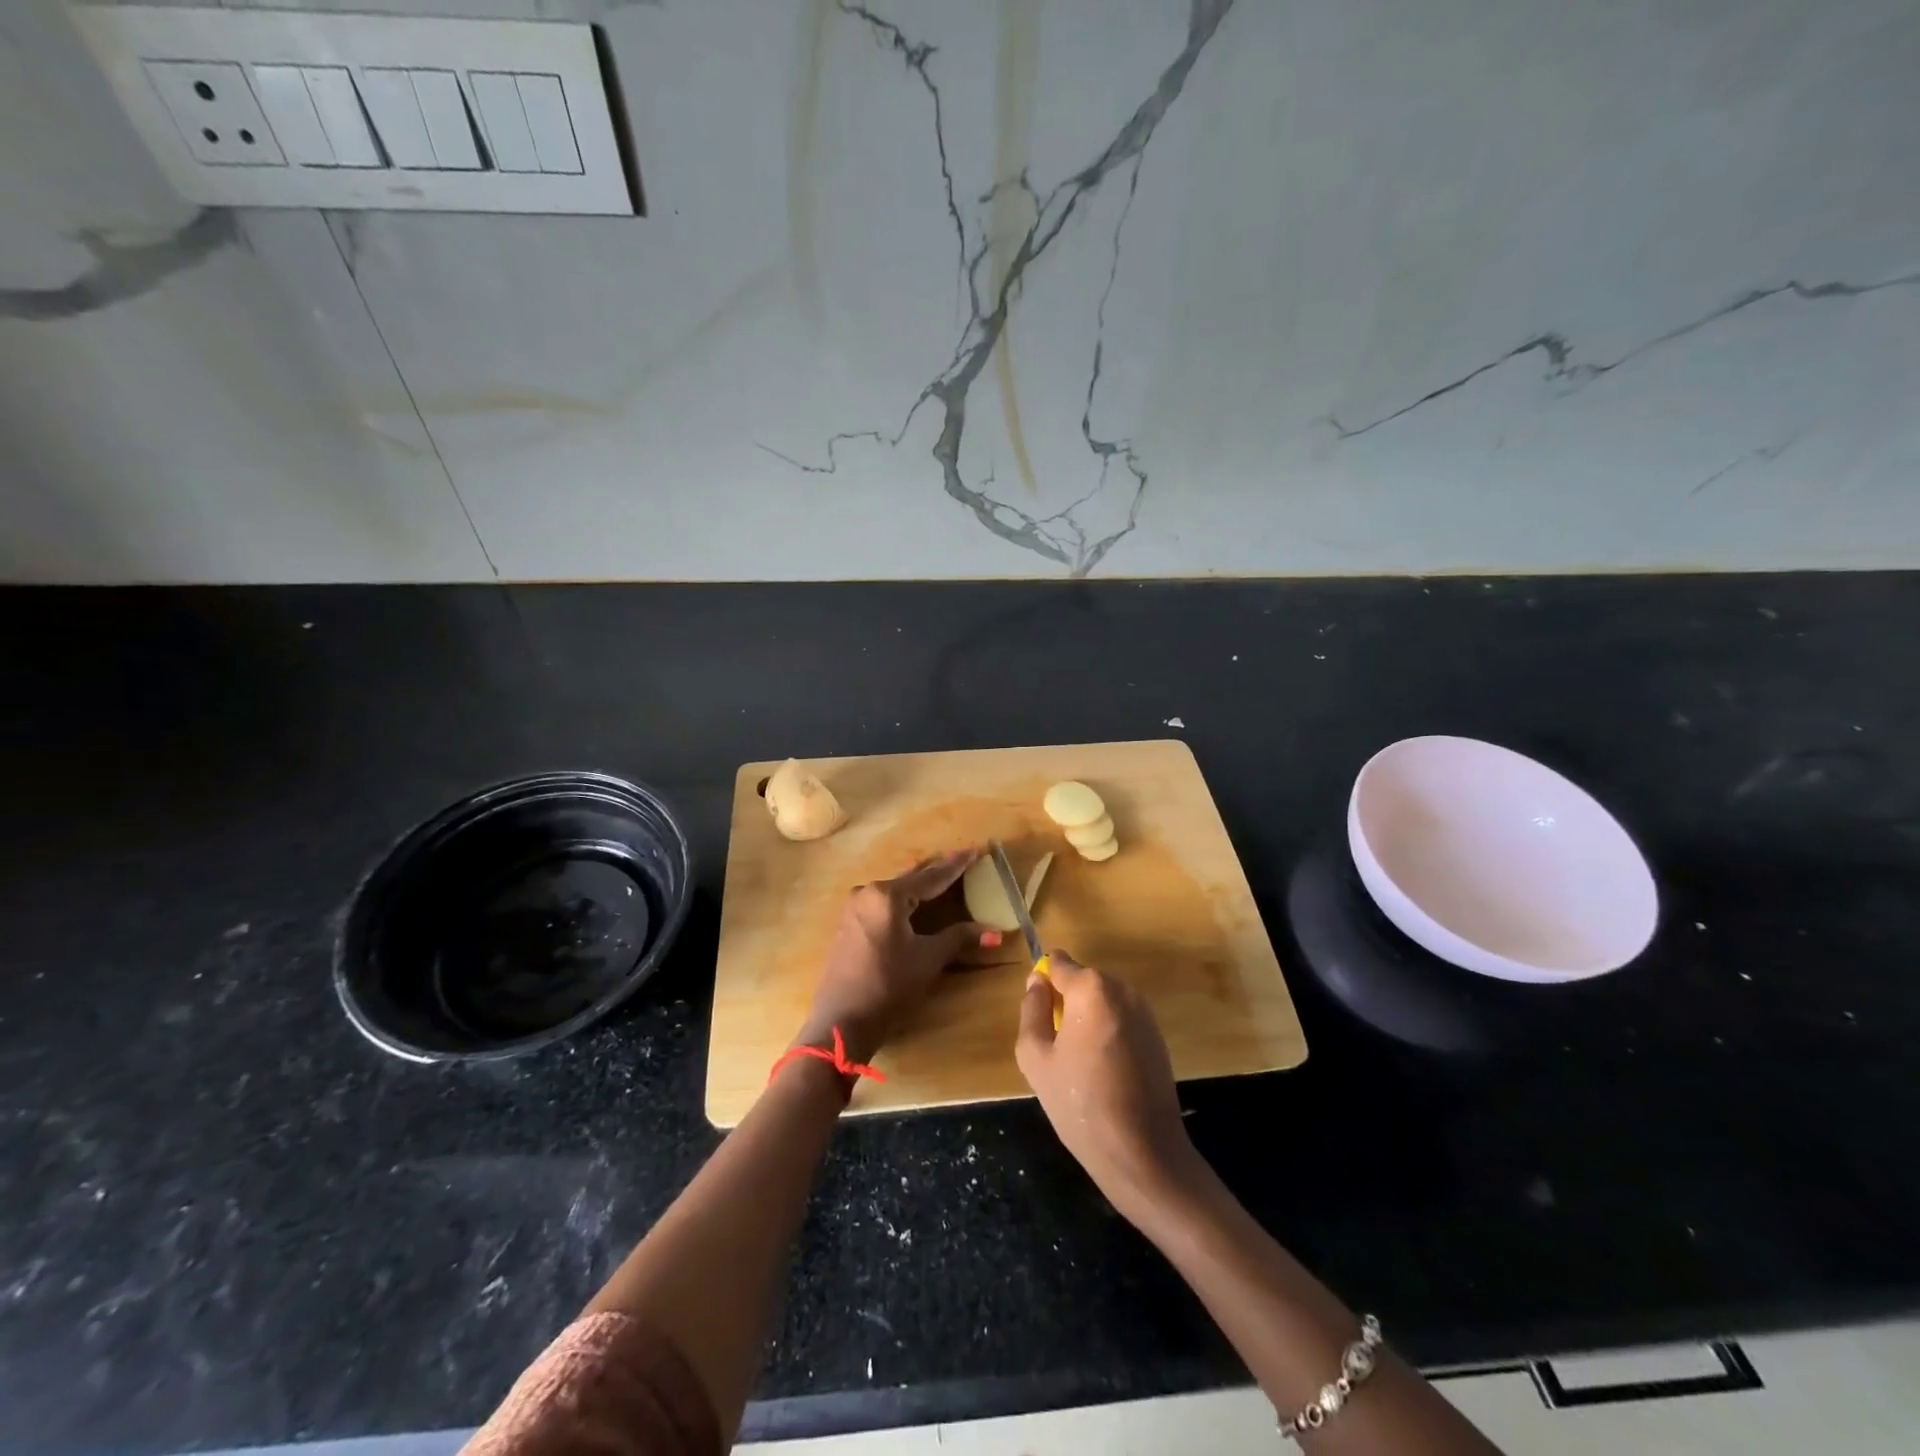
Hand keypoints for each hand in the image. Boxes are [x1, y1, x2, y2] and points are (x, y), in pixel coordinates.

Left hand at [797, 848, 999, 1062]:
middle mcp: (868, 892)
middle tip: (962, 860)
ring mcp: (854, 907)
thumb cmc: (888, 986)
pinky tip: (914, 902)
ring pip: (895, 890)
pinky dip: (903, 900)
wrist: (841, 1021)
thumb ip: (959, 938)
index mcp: (888, 895)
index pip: (932, 876)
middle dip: (938, 870)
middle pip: (911, 878)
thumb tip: (994, 932)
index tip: (976, 849)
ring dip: (919, 885)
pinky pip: (882, 902)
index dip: (956, 865)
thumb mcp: (928, 959)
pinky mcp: (848, 923)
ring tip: (942, 877)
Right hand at [1015, 951, 1196, 1222]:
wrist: (1143, 1153)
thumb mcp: (1035, 1057)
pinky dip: (1108, 1034)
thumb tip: (1037, 982)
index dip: (1043, 985)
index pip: (1058, 963)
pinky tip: (1105, 1074)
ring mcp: (1145, 1011)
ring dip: (1088, 1020)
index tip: (1039, 1017)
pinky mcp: (1158, 1035)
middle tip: (1058, 1049)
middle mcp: (1122, 988)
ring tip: (1081, 1066)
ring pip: (1102, 1002)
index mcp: (1091, 988)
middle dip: (1067, 1004)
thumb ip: (1031, 1009)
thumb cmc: (1080, 1103)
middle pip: (1082, 981)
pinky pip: (1121, 1020)